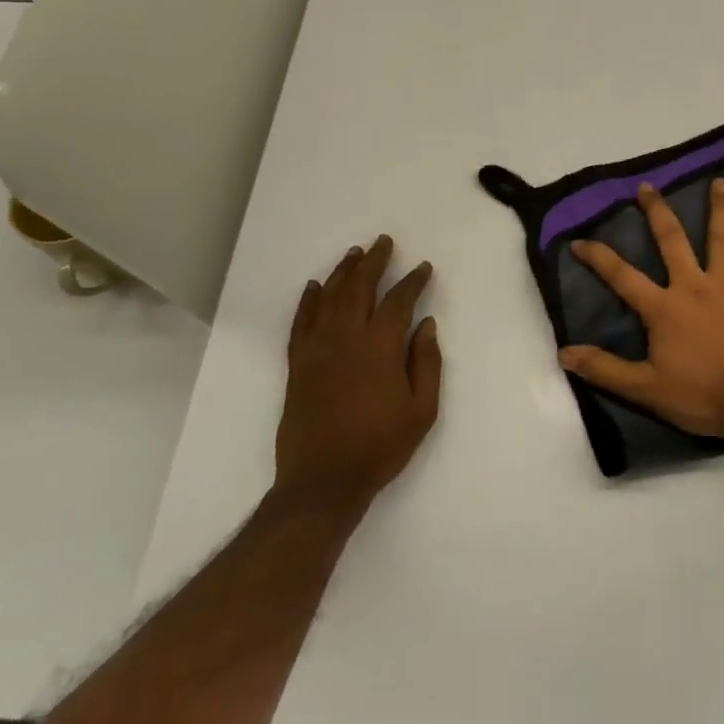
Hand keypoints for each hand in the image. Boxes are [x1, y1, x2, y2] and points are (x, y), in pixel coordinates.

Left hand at [275, 235, 441, 513]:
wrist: (323, 480)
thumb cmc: (380, 445)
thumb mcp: (422, 410)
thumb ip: (426, 363)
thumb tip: (425, 324)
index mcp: (379, 348)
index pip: (398, 301)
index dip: (412, 281)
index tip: (423, 267)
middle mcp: (345, 338)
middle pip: (358, 288)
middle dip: (373, 262)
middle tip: (383, 243)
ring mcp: (316, 349)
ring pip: (328, 298)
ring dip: (342, 272)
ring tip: (354, 254)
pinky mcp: (297, 363)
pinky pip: (300, 322)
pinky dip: (308, 300)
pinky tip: (314, 286)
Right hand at [559, 179, 723, 440]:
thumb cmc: (698, 395)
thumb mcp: (644, 388)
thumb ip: (604, 368)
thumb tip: (564, 353)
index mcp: (663, 307)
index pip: (622, 276)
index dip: (598, 257)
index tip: (579, 240)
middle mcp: (693, 287)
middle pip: (672, 241)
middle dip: (657, 212)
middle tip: (648, 187)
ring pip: (723, 240)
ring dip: (720, 209)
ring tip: (721, 181)